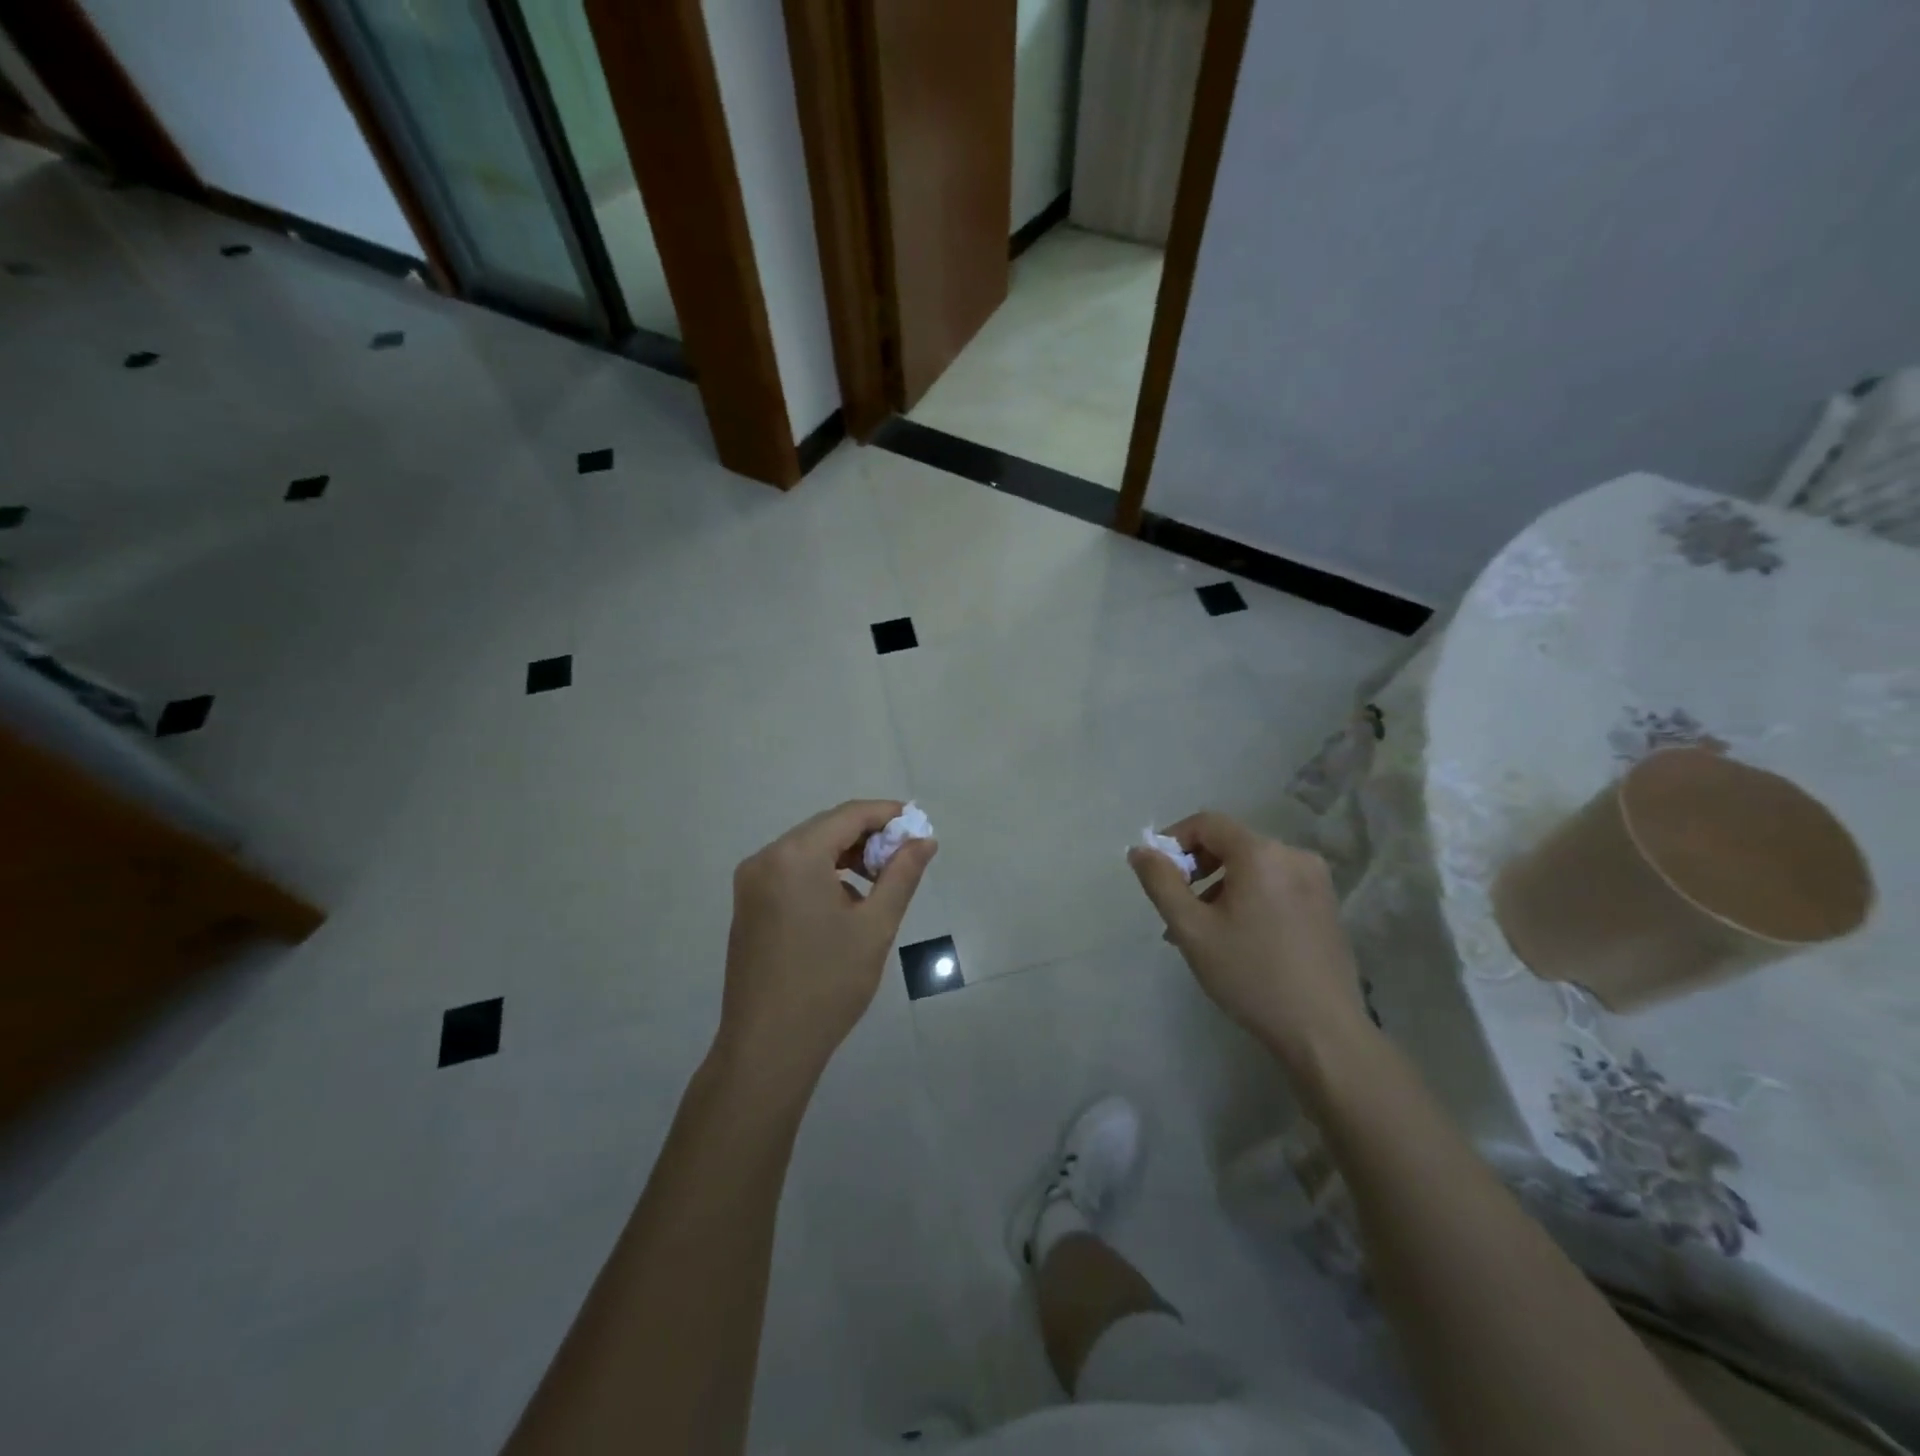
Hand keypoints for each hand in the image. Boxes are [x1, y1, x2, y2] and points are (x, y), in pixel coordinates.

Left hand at [716, 800, 935, 1089]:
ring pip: (808, 850)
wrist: (768, 1048)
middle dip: (868, 837)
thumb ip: (902, 874)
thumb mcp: (875, 926)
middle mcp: (766, 858)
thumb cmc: (828, 983)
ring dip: (846, 856)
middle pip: (825, 829)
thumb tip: (924, 840)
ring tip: (880, 882)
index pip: (848, 815)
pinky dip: (822, 874)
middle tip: (905, 857)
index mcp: (794, 856)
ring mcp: (751, 883)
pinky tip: (846, 902)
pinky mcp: (748, 905)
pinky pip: (791, 872)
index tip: (918, 827)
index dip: (887, 815)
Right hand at [1128, 811, 1369, 1068]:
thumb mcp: (1192, 929)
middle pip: (1231, 843)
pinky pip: (1275, 885)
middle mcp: (1294, 855)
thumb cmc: (1250, 975)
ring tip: (1203, 931)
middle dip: (1197, 868)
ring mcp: (1316, 881)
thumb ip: (1161, 883)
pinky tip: (1239, 937)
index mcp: (1261, 853)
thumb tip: (1141, 851)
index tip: (1158, 874)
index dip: (1175, 840)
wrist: (1323, 1032)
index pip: (1207, 823)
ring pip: (1253, 867)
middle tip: (1178, 908)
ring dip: (1220, 886)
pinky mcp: (1326, 905)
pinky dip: (1249, 897)